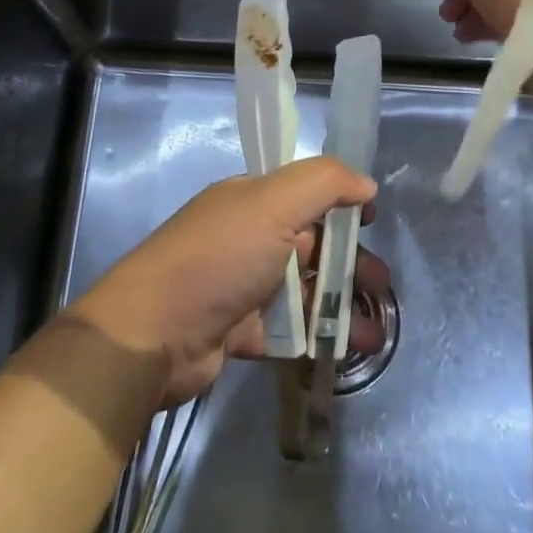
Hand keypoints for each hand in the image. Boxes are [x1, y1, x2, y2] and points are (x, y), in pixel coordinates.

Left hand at [69, 157, 384, 407]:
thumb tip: (365, 183)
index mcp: (252, 200)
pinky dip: (319, 336)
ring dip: (341, 304)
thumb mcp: (273, 203)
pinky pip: (289, 328)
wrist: (151, 336)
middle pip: (312, 243)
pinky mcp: (240, 330)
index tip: (372, 220)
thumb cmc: (218, 258)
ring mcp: (243, 285)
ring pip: (305, 289)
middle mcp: (248, 237)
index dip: (340, 202)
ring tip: (374, 331)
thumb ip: (324, 182)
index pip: (305, 191)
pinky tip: (346, 350)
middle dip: (350, 261)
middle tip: (381, 284)